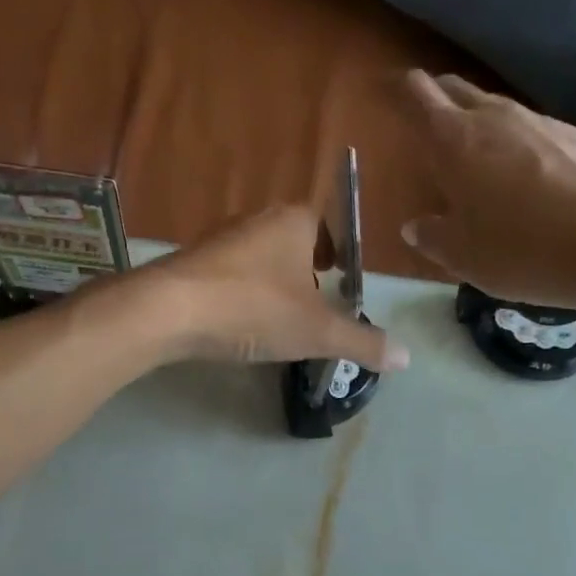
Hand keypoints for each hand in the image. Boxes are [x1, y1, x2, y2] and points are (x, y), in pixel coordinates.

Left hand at [143, 205, 408, 371]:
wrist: (169, 310)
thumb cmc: (254, 308)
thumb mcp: (316, 331)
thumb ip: (361, 341)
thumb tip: (406, 357)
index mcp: (293, 221)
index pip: (325, 224)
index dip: (336, 249)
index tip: (338, 275)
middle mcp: (256, 219)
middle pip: (291, 241)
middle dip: (304, 270)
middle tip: (313, 304)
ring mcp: (218, 239)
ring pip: (257, 258)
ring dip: (270, 283)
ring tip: (276, 320)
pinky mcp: (190, 263)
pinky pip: (227, 275)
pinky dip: (239, 294)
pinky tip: (237, 324)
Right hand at [402, 70, 575, 310]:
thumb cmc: (522, 250)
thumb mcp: (462, 256)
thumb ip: (432, 236)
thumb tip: (416, 225)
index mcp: (454, 141)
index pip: (417, 94)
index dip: (397, 90)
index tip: (384, 92)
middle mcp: (495, 118)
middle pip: (455, 89)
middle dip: (434, 96)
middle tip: (423, 120)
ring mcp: (540, 121)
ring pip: (494, 108)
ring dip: (476, 121)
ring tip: (472, 154)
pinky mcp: (575, 135)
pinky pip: (529, 128)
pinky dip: (513, 142)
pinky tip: (521, 176)